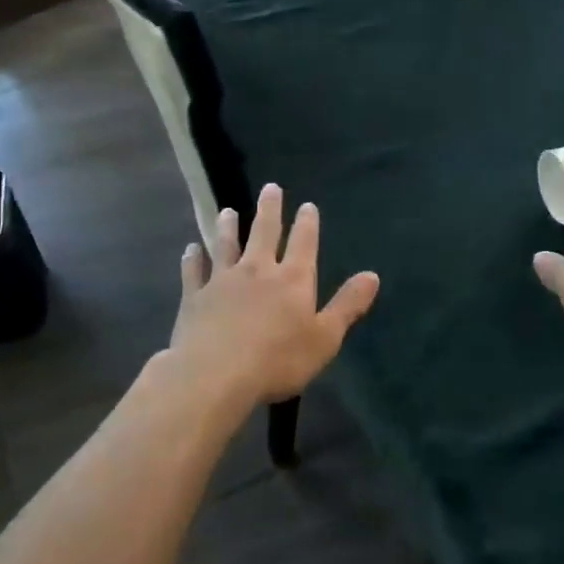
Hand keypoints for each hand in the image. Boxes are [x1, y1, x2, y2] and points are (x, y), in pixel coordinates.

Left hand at [167, 183, 379, 415]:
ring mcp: (223, 281)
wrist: (215, 376)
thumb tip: (372, 275)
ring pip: (226, 245)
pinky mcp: (195, 297)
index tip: (307, 204)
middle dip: (269, 210)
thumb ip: (347, 305)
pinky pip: (194, 271)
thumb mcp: (325, 338)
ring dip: (228, 227)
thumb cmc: (277, 361)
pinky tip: (191, 249)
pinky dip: (193, 258)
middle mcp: (258, 270)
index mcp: (293, 280)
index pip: (304, 243)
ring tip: (228, 211)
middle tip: (270, 188)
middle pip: (265, 233)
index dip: (307, 223)